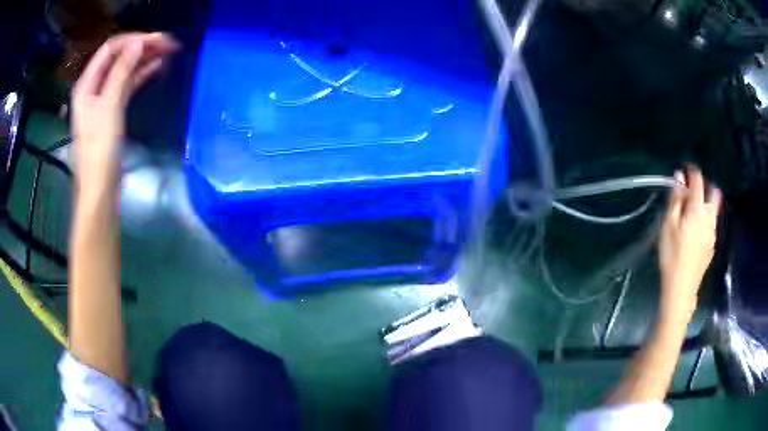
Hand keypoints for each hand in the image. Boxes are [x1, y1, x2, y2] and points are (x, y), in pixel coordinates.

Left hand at [71, 33, 178, 185]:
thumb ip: (122, 71)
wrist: (100, 188)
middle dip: (142, 47)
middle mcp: (94, 87)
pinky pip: (128, 84)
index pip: (110, 49)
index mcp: (87, 84)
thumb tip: (139, 42)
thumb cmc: (100, 149)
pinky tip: (157, 67)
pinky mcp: (113, 110)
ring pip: (125, 70)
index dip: (133, 40)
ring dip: (144, 59)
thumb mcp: (110, 106)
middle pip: (119, 57)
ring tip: (168, 52)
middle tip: (168, 43)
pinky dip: (141, 74)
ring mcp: (103, 99)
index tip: (157, 38)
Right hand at [658, 165, 721, 318]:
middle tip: (693, 189)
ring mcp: (712, 232)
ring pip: (714, 209)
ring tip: (693, 210)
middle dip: (705, 186)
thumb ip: (676, 199)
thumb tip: (679, 178)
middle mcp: (709, 217)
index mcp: (698, 209)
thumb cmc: (672, 254)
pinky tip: (695, 229)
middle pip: (714, 193)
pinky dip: (706, 218)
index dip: (692, 171)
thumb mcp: (669, 225)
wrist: (682, 287)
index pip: (698, 181)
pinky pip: (712, 223)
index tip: (685, 169)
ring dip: (706, 202)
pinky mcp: (712, 244)